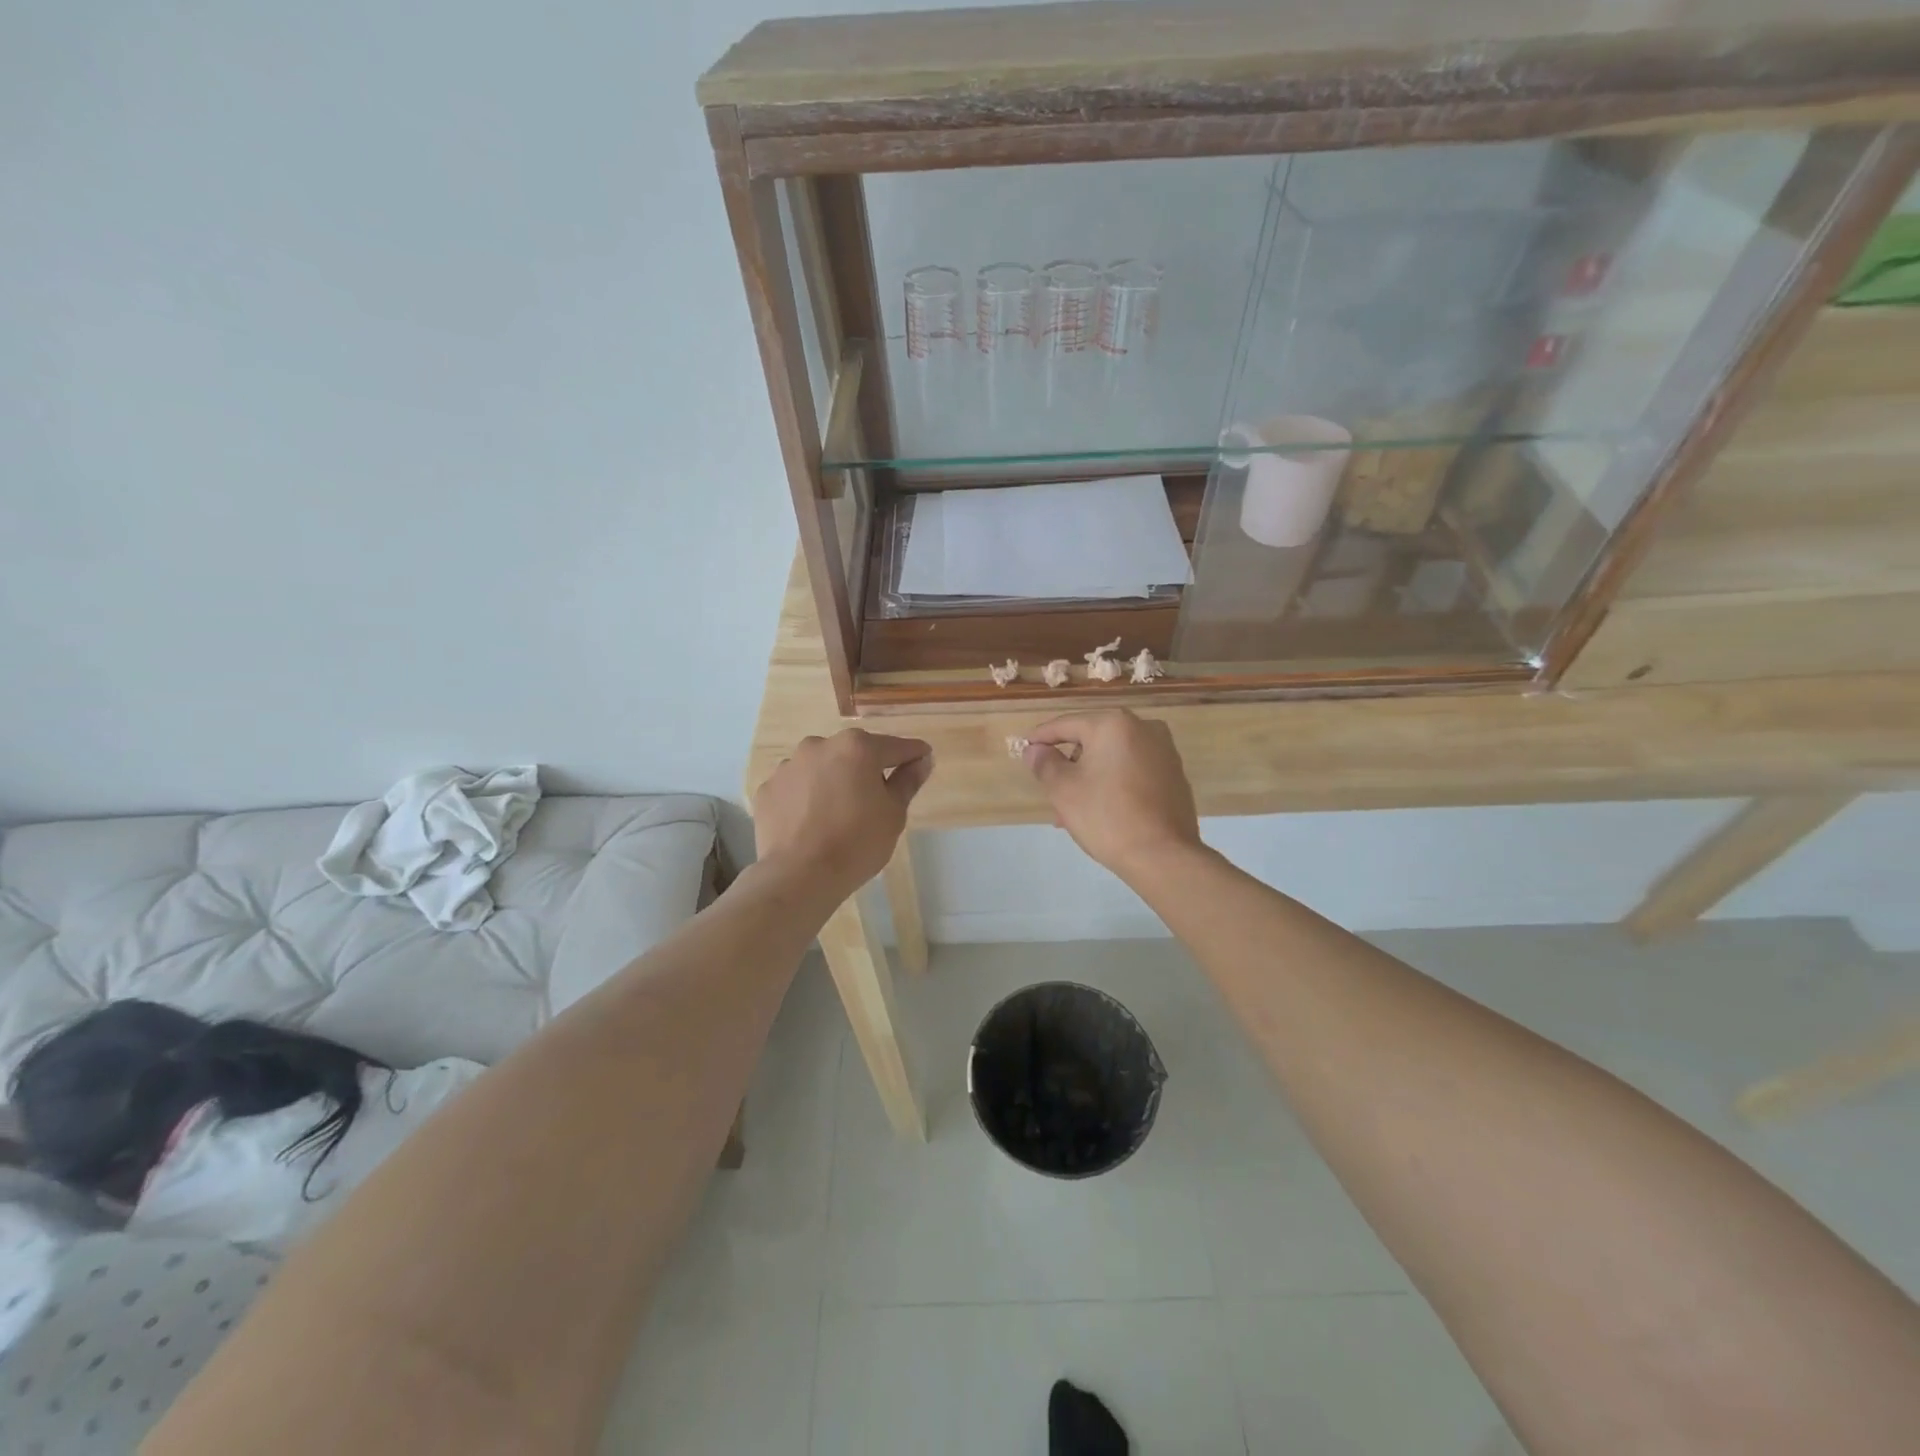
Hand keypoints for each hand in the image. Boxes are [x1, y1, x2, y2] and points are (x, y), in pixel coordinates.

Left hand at [753, 729, 932, 900]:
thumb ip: (908, 781)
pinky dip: (806, 798)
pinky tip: (811, 823)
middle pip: (854, 753)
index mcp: (857, 747)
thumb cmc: (856, 843)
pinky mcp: (767, 789)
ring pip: (822, 768)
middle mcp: (820, 746)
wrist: (799, 876)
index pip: (895, 747)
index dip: (913, 756)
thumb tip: (922, 760)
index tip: (923, 762)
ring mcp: (789, 766)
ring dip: (833, 781)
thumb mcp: (894, 813)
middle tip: (876, 799)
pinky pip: (796, 788)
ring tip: (838, 814)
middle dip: (867, 770)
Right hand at [1022, 710, 1201, 882]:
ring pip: (1112, 759)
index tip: (1025, 750)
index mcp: (1114, 724)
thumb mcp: (1063, 790)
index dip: (1041, 738)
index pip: (1066, 724)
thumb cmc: (1106, 816)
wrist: (1163, 856)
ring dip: (1090, 778)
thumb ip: (1044, 763)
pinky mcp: (1174, 775)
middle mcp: (1144, 728)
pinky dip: (1114, 784)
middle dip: (1069, 765)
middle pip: (1092, 740)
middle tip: (1050, 791)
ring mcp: (1164, 751)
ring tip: (1072, 812)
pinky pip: (1133, 771)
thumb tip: (1035, 750)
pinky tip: (1101, 812)